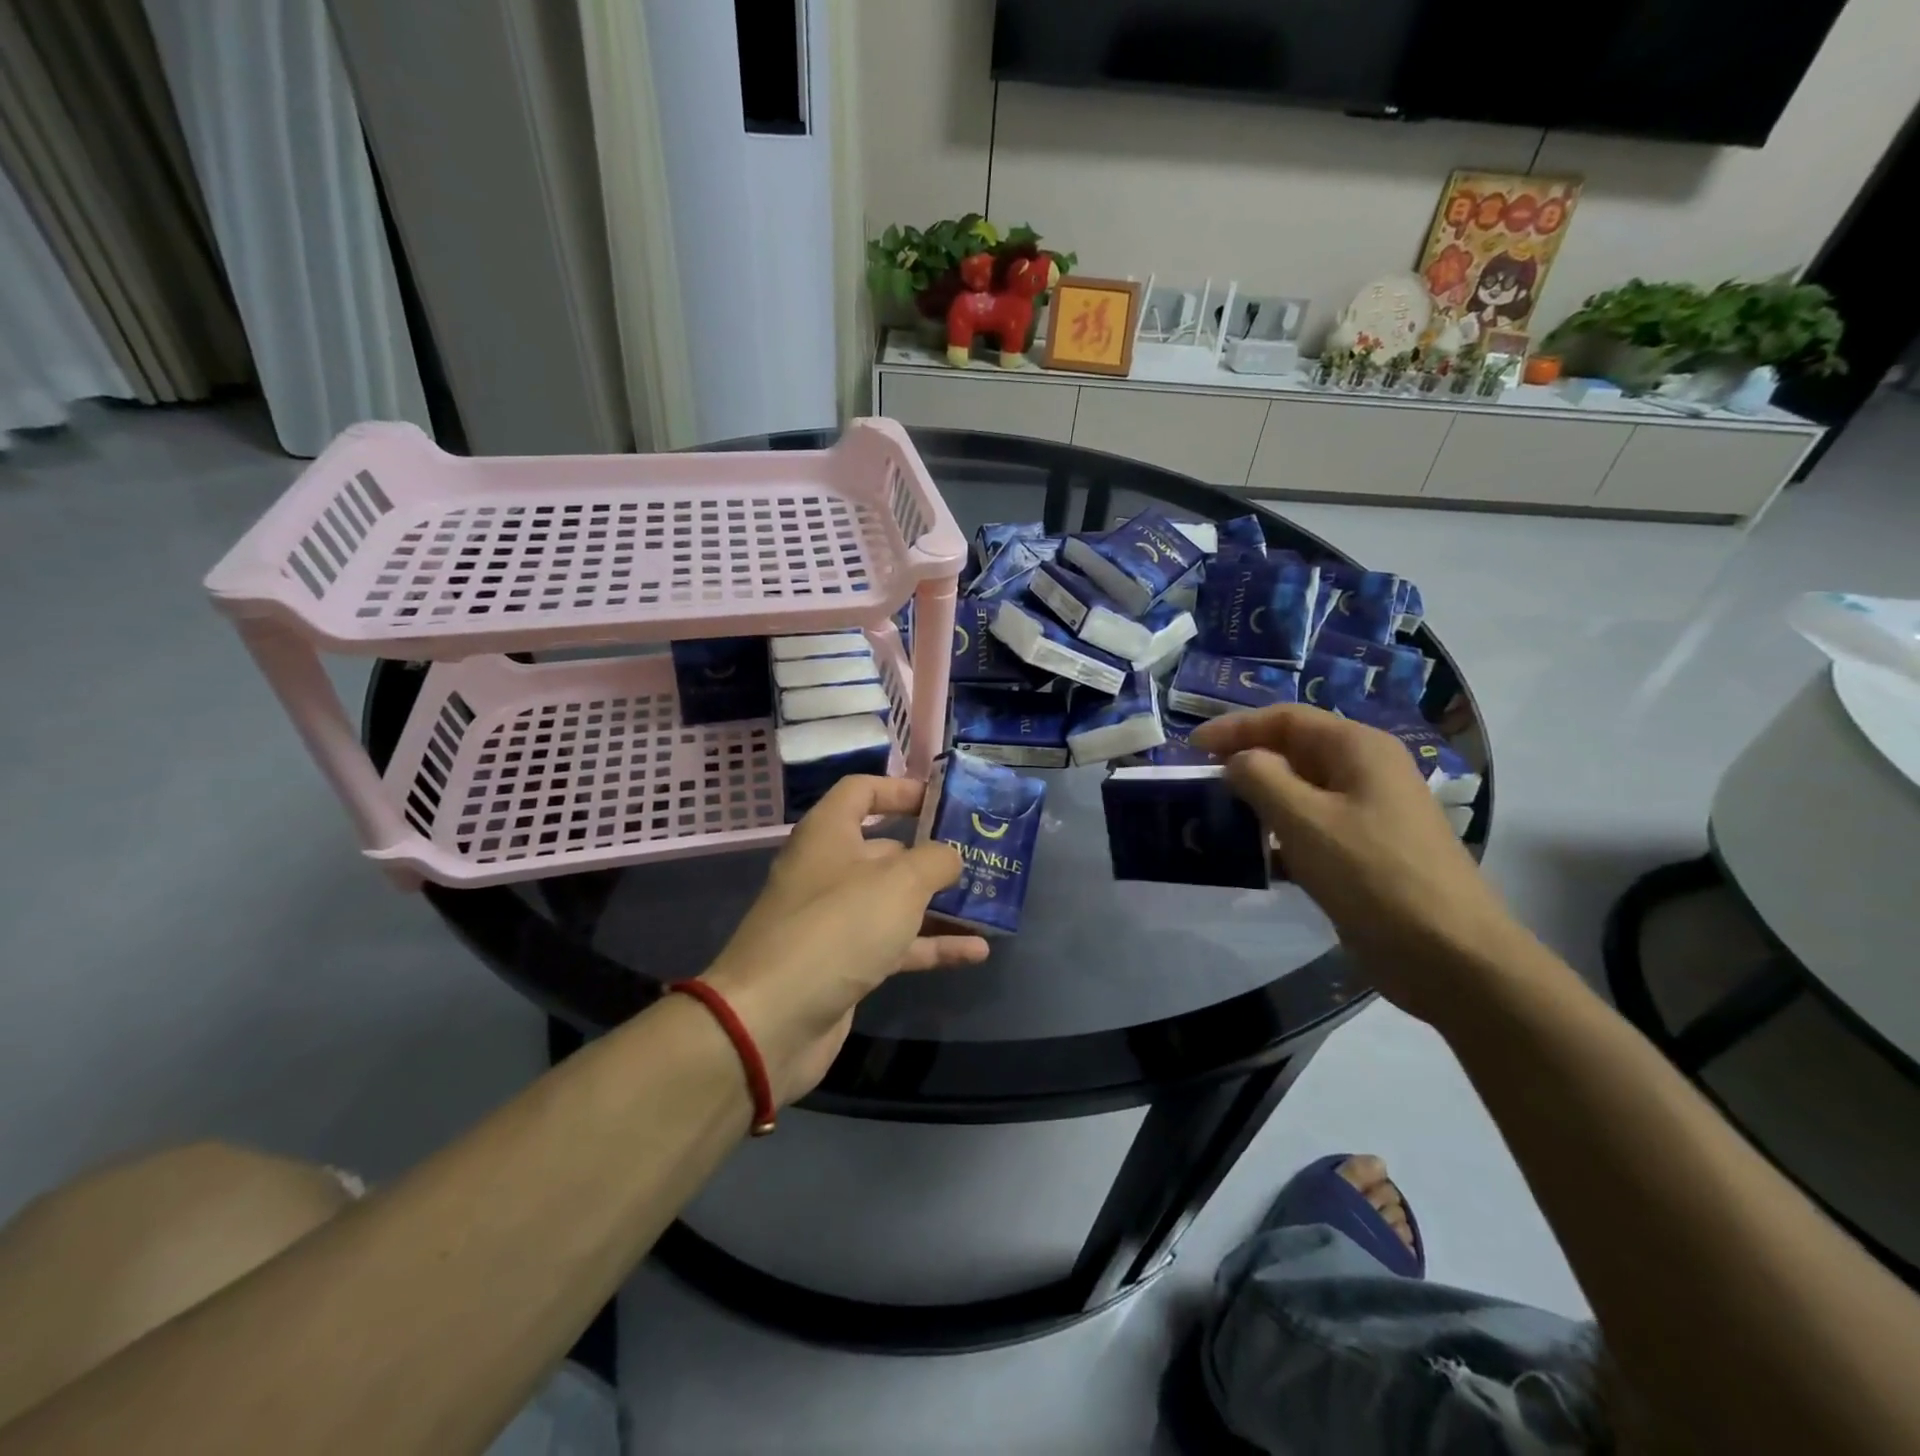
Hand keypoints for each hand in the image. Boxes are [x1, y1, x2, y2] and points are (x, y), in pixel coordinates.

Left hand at [699, 777, 988, 1105]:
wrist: (772, 1021)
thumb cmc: (838, 928)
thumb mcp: (899, 882)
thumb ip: (935, 861)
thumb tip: (949, 858)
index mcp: (828, 834)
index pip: (862, 791)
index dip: (901, 790)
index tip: (943, 802)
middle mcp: (828, 870)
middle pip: (885, 849)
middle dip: (932, 853)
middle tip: (981, 857)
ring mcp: (835, 920)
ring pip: (894, 901)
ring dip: (939, 904)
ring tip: (988, 904)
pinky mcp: (844, 963)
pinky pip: (895, 944)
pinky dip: (931, 945)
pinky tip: (976, 953)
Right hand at [1190, 705, 1528, 1021]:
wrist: (1448, 955)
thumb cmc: (1372, 874)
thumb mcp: (1304, 819)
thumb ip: (1260, 778)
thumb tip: (1237, 761)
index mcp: (1358, 749)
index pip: (1286, 719)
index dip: (1235, 727)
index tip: (1190, 748)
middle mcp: (1365, 772)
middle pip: (1294, 751)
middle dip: (1245, 762)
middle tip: (1200, 782)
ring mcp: (1368, 814)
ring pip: (1301, 792)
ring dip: (1258, 800)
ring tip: (1216, 817)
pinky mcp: (1365, 853)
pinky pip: (1312, 829)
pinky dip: (1279, 835)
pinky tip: (1252, 857)